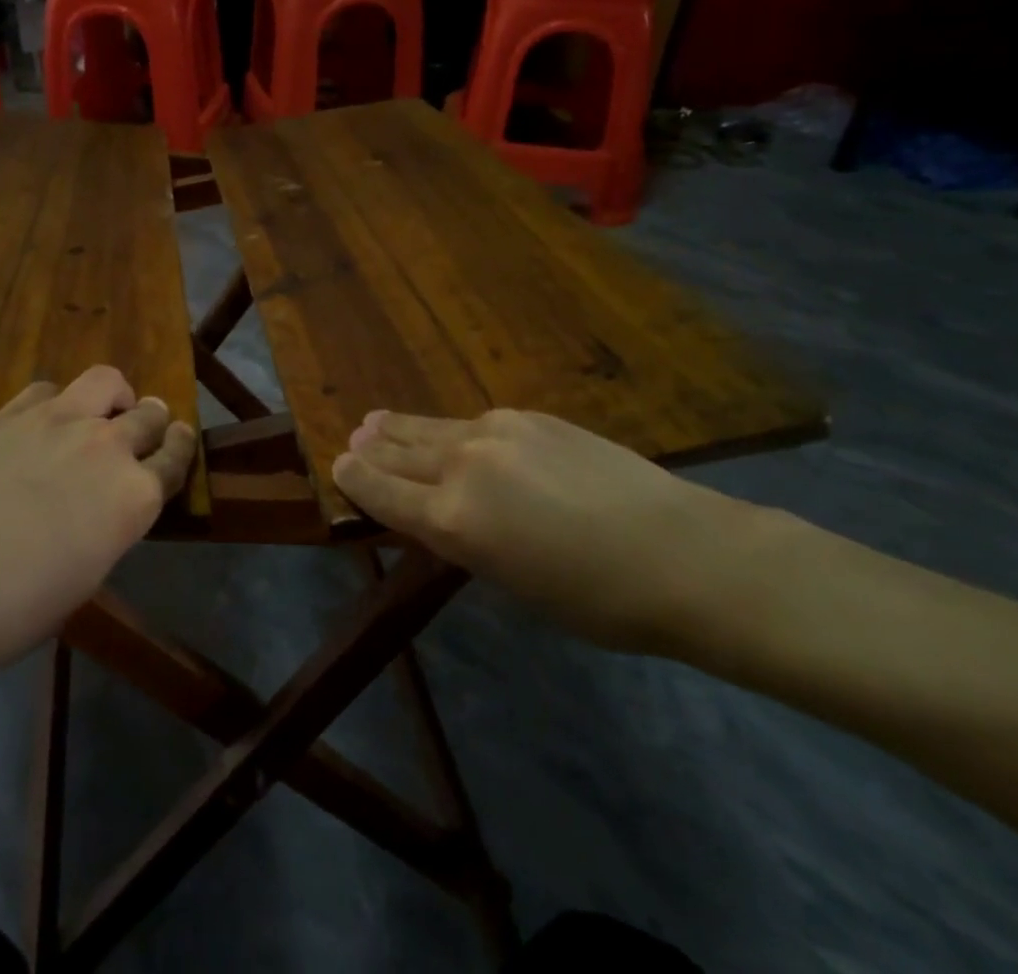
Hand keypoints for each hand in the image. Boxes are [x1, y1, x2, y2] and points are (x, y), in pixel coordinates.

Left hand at [0, 366, 196, 711]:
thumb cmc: (0, 613)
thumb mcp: (74, 588)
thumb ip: (100, 537)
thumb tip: (95, 517)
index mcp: (131, 499)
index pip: (174, 461)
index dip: (180, 449)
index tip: (180, 441)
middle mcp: (104, 447)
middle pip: (148, 415)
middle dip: (153, 420)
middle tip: (145, 427)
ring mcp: (55, 421)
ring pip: (105, 383)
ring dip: (112, 398)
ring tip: (98, 414)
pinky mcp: (8, 413)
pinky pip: (49, 391)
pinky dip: (56, 404)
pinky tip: (38, 426)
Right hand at [333, 408, 752, 653]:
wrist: (679, 551)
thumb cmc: (596, 599)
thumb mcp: (514, 583)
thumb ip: (468, 541)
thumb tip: (441, 514)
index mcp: (453, 520)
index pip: (384, 493)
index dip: (357, 479)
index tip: (338, 465)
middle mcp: (463, 466)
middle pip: (401, 452)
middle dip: (374, 447)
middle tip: (354, 437)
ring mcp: (497, 432)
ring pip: (433, 427)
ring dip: (402, 427)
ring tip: (377, 420)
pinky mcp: (530, 417)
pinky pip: (474, 421)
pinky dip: (451, 427)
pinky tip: (451, 429)